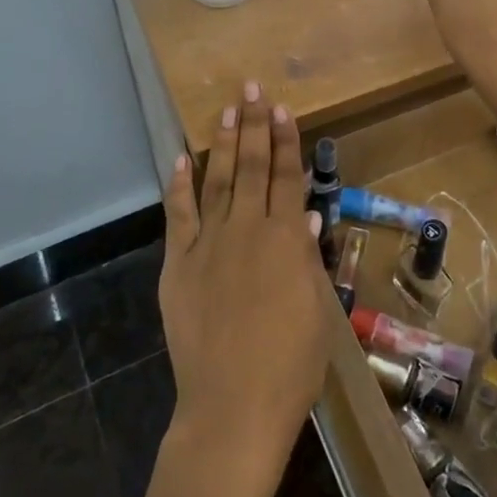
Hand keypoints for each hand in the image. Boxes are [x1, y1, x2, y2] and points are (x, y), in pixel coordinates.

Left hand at [159, 81, 332, 478]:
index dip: (285, 141)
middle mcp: (246, 231)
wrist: (233, 408)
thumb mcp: (317, 310)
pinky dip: (179, 186)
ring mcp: (208, 246)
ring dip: (222, 143)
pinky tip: (180, 159)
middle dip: (253, 126)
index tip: (281, 109)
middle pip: (252, 168)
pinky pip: (179, 217)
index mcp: (286, 240)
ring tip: (226, 109)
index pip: (287, 178)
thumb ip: (308, 257)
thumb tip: (308, 215)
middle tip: (251, 88)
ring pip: (217, 181)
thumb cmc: (291, 365)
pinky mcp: (178, 266)